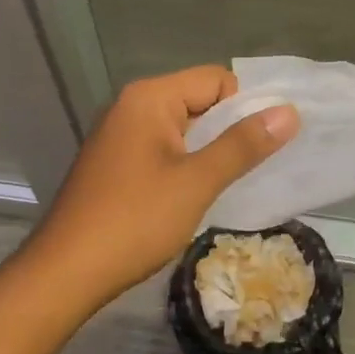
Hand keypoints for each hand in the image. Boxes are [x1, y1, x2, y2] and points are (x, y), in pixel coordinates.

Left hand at [26, 66, 298, 303]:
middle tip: (256, 167)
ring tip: (229, 183)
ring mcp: (120, 135)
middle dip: (229, 129)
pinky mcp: (115, 163)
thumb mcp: (197, 182)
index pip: (216, 79)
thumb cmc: (134, 221)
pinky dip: (186, 164)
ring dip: (209, 150)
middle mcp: (131, 106)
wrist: (65, 273)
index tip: (264, 145)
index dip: (246, 107)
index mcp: (149, 97)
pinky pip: (164, 149)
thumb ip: (243, 145)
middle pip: (199, 100)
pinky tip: (195, 194)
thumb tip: (289, 112)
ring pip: (183, 128)